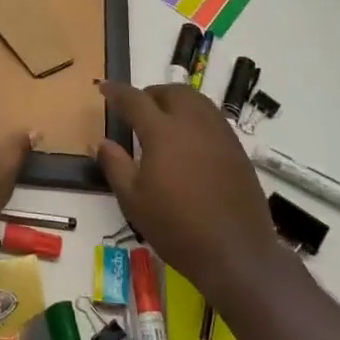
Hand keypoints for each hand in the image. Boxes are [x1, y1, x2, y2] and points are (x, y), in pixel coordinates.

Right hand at [95, 81, 282, 305]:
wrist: (236, 252)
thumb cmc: (177, 227)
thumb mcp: (133, 201)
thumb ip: (115, 166)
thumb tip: (103, 142)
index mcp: (162, 131)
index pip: (135, 100)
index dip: (117, 91)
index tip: (104, 87)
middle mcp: (192, 123)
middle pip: (171, 92)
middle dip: (151, 94)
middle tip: (137, 109)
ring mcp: (219, 133)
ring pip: (195, 100)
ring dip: (176, 101)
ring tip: (164, 120)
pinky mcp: (236, 148)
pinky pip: (212, 118)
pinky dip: (195, 117)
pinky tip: (190, 141)